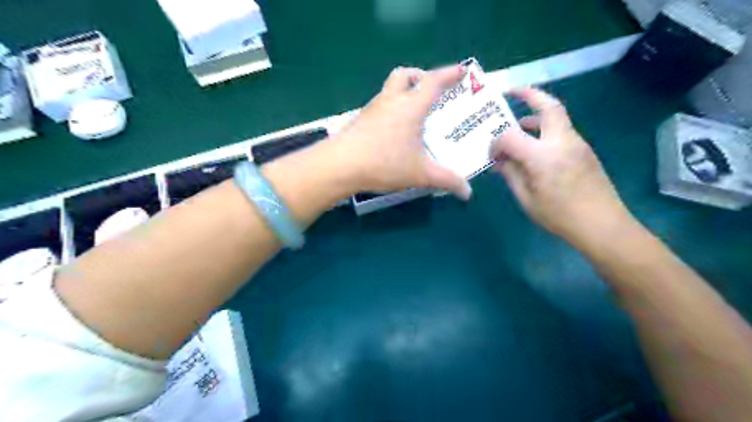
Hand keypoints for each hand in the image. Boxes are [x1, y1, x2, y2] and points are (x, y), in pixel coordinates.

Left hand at [331, 64, 467, 198]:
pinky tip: (393, 132)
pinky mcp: (359, 120)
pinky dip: (390, 110)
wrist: (339, 166)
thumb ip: (446, 180)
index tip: (463, 70)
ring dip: (403, 94)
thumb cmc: (384, 163)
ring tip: (413, 115)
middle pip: (405, 75)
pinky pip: (379, 106)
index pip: (433, 82)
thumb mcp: (420, 174)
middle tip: (430, 91)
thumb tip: (467, 193)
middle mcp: (391, 101)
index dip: (450, 74)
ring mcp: (372, 109)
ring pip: (389, 90)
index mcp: (410, 106)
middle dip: (420, 77)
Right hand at [492, 88, 628, 248]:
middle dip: (530, 94)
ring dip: (536, 114)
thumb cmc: (559, 216)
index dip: (496, 143)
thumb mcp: (526, 199)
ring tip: (518, 123)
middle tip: (512, 93)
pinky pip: (561, 131)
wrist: (603, 225)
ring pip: (557, 117)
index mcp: (543, 156)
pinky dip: (545, 130)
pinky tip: (535, 147)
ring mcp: (577, 143)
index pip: (511, 136)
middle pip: (548, 106)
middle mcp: (562, 141)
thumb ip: (511, 175)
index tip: (491, 155)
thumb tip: (499, 160)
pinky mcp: (584, 150)